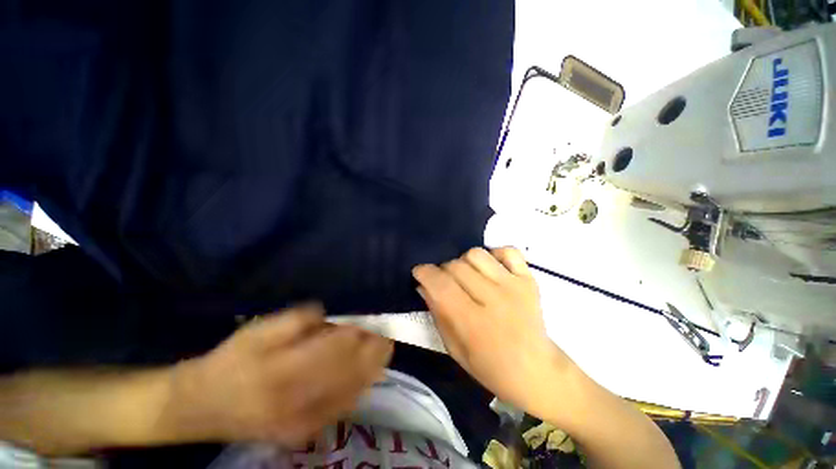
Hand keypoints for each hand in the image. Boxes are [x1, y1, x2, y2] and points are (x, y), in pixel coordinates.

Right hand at [169, 305, 392, 446]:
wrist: (203, 406)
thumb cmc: (232, 359)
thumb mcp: (258, 330)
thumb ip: (297, 320)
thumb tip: (331, 314)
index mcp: (282, 370)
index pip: (336, 348)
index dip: (360, 333)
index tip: (375, 320)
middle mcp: (296, 400)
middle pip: (350, 370)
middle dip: (374, 350)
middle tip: (387, 333)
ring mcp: (302, 422)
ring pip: (352, 390)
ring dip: (374, 367)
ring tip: (385, 348)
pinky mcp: (303, 433)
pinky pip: (343, 408)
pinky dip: (362, 387)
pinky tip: (370, 372)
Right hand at [412, 247, 572, 415]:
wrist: (537, 372)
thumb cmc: (490, 368)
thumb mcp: (454, 348)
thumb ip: (437, 313)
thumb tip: (423, 285)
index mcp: (472, 323)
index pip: (441, 284)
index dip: (424, 272)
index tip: (419, 272)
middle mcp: (493, 299)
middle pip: (456, 265)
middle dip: (442, 270)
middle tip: (445, 282)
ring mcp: (514, 286)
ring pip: (476, 254)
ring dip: (464, 262)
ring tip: (467, 275)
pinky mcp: (529, 279)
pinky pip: (507, 251)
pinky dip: (494, 254)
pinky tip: (491, 268)